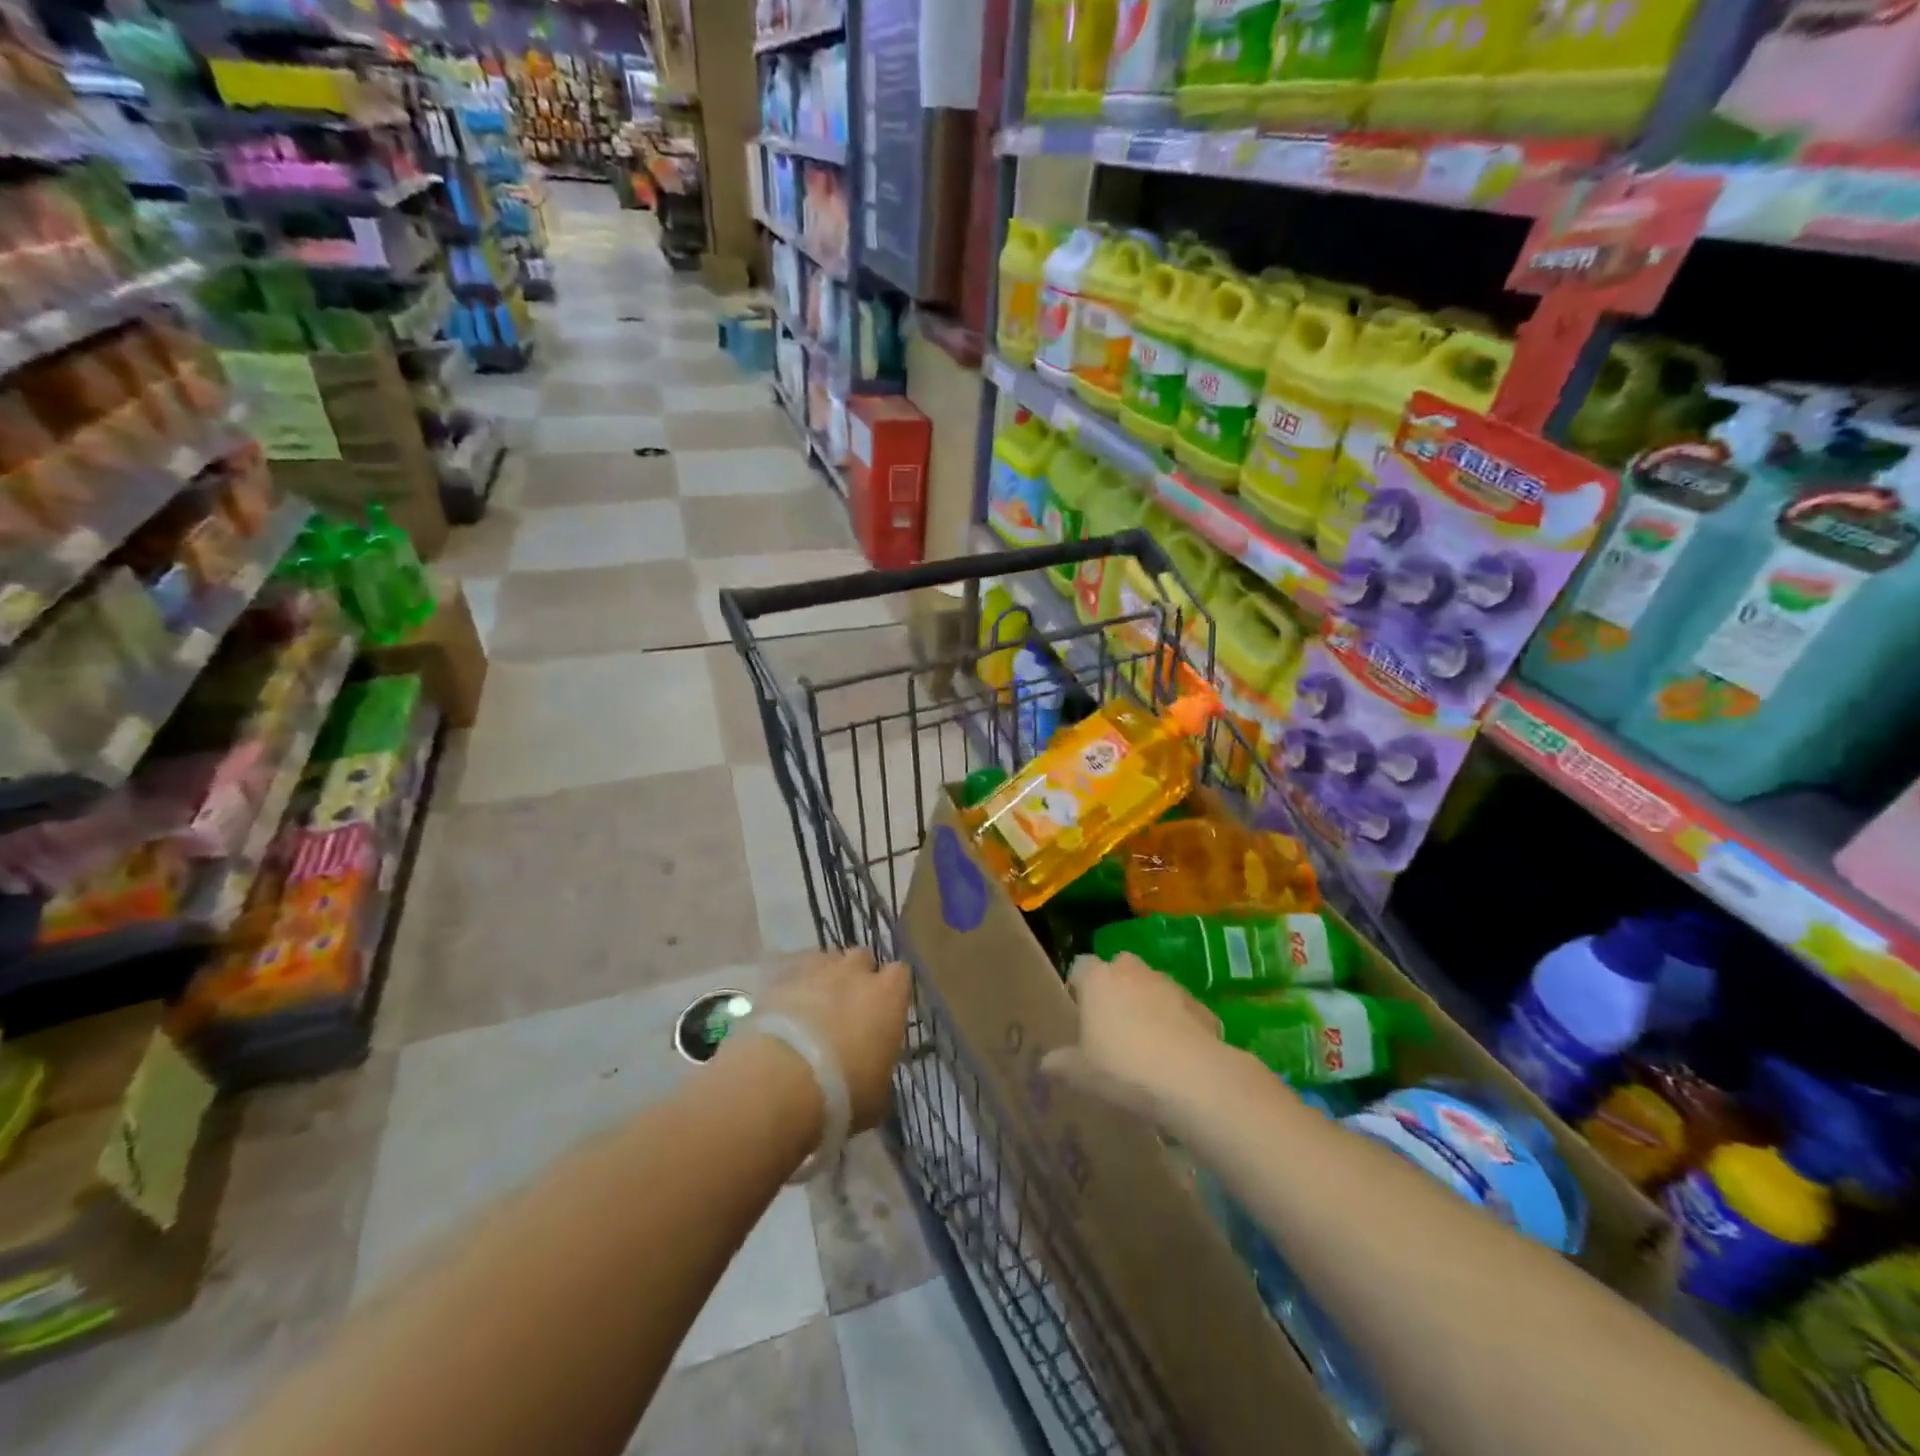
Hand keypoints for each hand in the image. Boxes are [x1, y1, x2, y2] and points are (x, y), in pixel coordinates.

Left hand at [750, 948, 910, 1133]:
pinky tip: (787, 1011)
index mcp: (888, 996)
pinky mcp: (780, 979)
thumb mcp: (878, 1095)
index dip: (892, 989)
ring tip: (815, 1006)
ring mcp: (816, 970)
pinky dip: (794, 988)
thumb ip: (881, 1071)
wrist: (780, 1083)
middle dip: (857, 976)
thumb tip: (875, 1073)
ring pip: (827, 960)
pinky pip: (794, 974)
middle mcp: (855, 972)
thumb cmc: (843, 1094)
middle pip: (862, 958)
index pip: (900, 974)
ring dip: (826, 977)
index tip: (885, 1010)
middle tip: (849, 1007)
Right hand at [1043, 954, 1225, 1123]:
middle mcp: (1132, 971)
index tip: (1080, 1012)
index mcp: (1098, 979)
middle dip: (1116, 988)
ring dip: (1148, 1003)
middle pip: (1119, 968)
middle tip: (1113, 1024)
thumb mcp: (1082, 1073)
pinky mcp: (1200, 1004)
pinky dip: (1178, 1023)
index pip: (1080, 966)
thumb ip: (1062, 1063)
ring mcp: (1169, 984)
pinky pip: (1181, 1008)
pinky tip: (1177, 1054)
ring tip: (1147, 1042)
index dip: (1079, 986)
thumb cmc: (1123, 1067)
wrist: (1192, 1078)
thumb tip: (1046, 1063)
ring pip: (1152, 986)